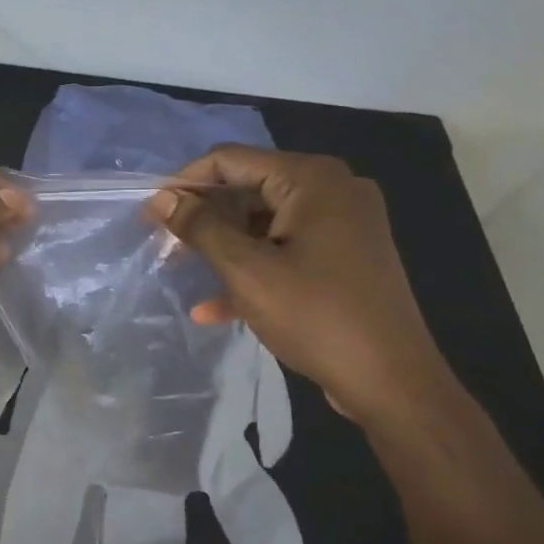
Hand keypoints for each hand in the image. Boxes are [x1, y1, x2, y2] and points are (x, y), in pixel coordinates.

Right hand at [147, 146, 456, 427]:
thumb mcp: (246, 270)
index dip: (185, 183)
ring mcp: (341, 225)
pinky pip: (284, 250)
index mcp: (312, 180)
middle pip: (247, 190)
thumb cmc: (317, 316)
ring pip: (262, 224)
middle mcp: (330, 191)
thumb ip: (199, 227)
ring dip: (221, 248)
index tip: (150, 214)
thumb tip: (160, 198)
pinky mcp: (342, 257)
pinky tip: (214, 309)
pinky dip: (251, 270)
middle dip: (202, 218)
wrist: (393, 383)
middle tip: (164, 246)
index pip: (231, 160)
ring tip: (181, 273)